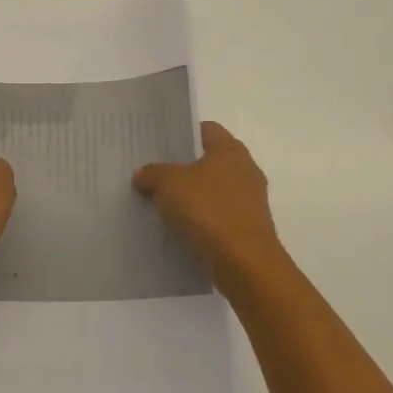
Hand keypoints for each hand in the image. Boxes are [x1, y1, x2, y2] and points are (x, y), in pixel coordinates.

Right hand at [133, 121, 286, 277]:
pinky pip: (218, 215)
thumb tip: (141, 173)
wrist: (244, 262)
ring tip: (161, 202)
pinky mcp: (249, 227)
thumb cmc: (208, 210)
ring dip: (191, 195)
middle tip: (154, 173)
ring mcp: (250, 200)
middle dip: (183, 166)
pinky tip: (179, 227)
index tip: (158, 144)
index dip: (181, 133)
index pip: (205, 129)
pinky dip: (201, 218)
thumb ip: (152, 173)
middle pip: (209, 160)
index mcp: (230, 150)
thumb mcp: (168, 184)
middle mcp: (245, 169)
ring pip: (213, 189)